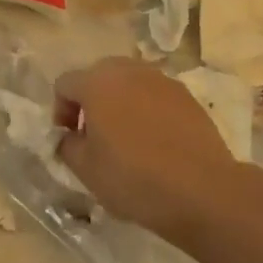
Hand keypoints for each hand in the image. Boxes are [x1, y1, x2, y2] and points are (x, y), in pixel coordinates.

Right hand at [55, 58, 245, 248]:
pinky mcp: (187, 96)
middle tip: (93, 134)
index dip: (60, 110)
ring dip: (119, 102)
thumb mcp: (86, 170)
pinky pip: (155, 95)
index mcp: (97, 83)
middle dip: (90, 100)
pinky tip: (154, 140)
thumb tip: (69, 136)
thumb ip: (67, 145)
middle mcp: (129, 72)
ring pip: (130, 82)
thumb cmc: (134, 178)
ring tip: (125, 136)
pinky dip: (147, 109)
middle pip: (99, 75)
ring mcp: (162, 81)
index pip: (66, 84)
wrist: (202, 190)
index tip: (68, 138)